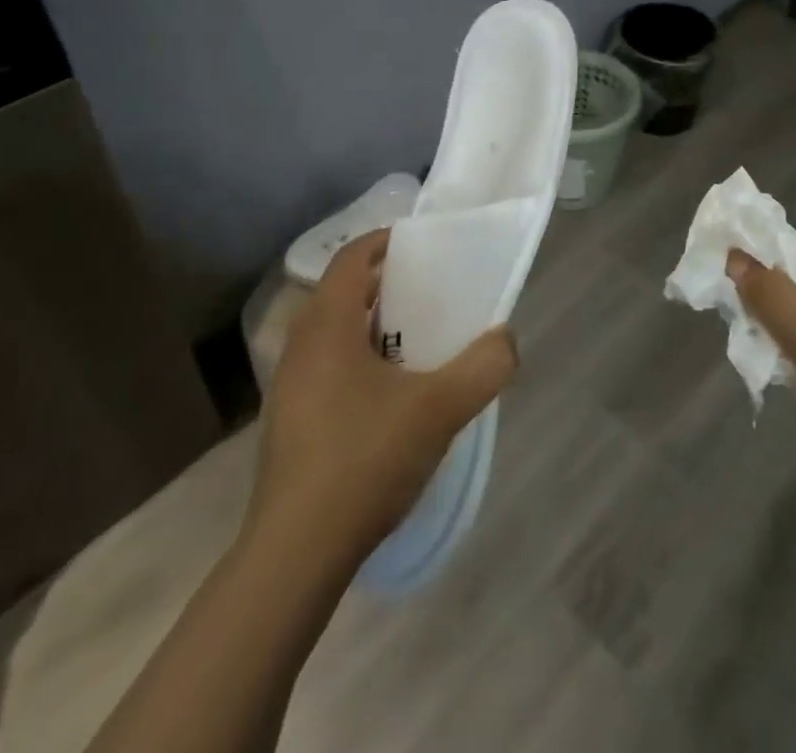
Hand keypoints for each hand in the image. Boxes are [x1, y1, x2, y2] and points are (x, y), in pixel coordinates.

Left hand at [247, 228, 518, 564]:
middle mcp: (300, 348)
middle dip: (382, 284)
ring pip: (331, 334)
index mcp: (327, 328)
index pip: (349, 259)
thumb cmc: (364, 460)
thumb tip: (507, 340)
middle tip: (426, 291)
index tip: (417, 243)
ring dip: (370, 325)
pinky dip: (357, 360)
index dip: (382, 241)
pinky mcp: (289, 424)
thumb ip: (484, 366)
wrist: (295, 555)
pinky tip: (388, 397)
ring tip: (414, 341)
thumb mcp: (440, 408)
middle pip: (340, 293)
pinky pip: (325, 368)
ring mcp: (288, 389)